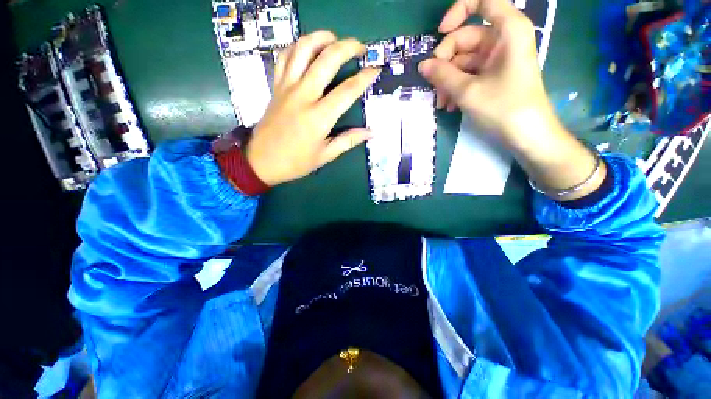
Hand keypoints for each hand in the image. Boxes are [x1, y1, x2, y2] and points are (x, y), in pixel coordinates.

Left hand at [246, 31, 380, 186]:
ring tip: (335, 39)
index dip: (365, 78)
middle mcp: (303, 96)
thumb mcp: (325, 155)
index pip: (347, 90)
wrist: (261, 161)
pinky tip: (308, 49)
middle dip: (348, 47)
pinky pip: (284, 57)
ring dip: (321, 38)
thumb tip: (370, 133)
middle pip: (327, 60)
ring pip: (303, 49)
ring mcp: (287, 87)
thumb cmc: (296, 162)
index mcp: (319, 117)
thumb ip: (348, 141)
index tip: (376, 69)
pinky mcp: (276, 86)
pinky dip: (297, 47)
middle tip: (361, 48)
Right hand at [418, 0, 551, 136]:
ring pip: (464, 60)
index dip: (458, 12)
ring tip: (441, 103)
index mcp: (507, 30)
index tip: (440, 33)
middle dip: (445, 63)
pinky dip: (457, 87)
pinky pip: (469, 74)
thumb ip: (442, 75)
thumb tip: (422, 66)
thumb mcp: (468, 91)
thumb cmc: (503, 108)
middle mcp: (503, 39)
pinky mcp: (494, 75)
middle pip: (465, 38)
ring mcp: (498, 58)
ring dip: (448, 81)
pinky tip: (449, 105)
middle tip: (435, 86)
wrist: (527, 135)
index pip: (482, 1)